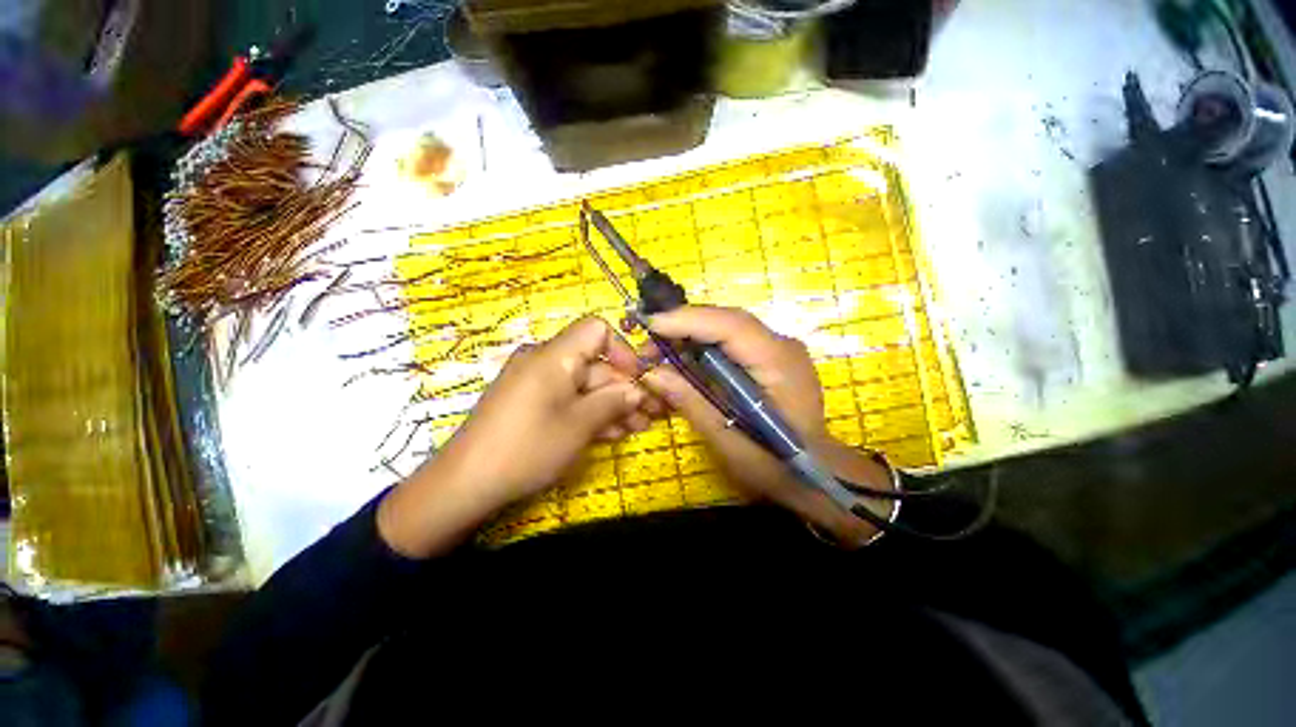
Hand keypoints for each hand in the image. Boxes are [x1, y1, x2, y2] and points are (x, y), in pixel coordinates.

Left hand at [379, 316, 653, 556]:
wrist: (465, 484)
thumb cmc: (528, 447)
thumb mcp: (579, 425)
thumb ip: (613, 402)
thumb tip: (638, 390)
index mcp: (555, 356)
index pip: (597, 330)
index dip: (623, 350)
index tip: (639, 378)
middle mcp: (546, 362)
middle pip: (596, 363)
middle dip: (625, 388)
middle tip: (651, 413)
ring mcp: (538, 385)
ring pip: (585, 385)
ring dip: (613, 404)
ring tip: (638, 427)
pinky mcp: (532, 405)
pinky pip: (568, 399)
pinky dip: (591, 412)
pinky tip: (612, 433)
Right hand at [640, 306, 893, 545]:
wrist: (816, 474)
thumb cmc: (774, 464)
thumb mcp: (727, 439)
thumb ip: (691, 402)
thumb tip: (652, 374)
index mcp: (778, 362)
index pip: (731, 326)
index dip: (688, 320)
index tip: (650, 325)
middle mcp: (782, 345)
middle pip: (727, 321)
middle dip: (684, 326)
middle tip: (649, 344)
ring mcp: (778, 349)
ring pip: (727, 328)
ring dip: (692, 334)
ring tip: (660, 351)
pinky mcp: (771, 357)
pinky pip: (732, 341)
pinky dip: (705, 346)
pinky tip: (685, 358)